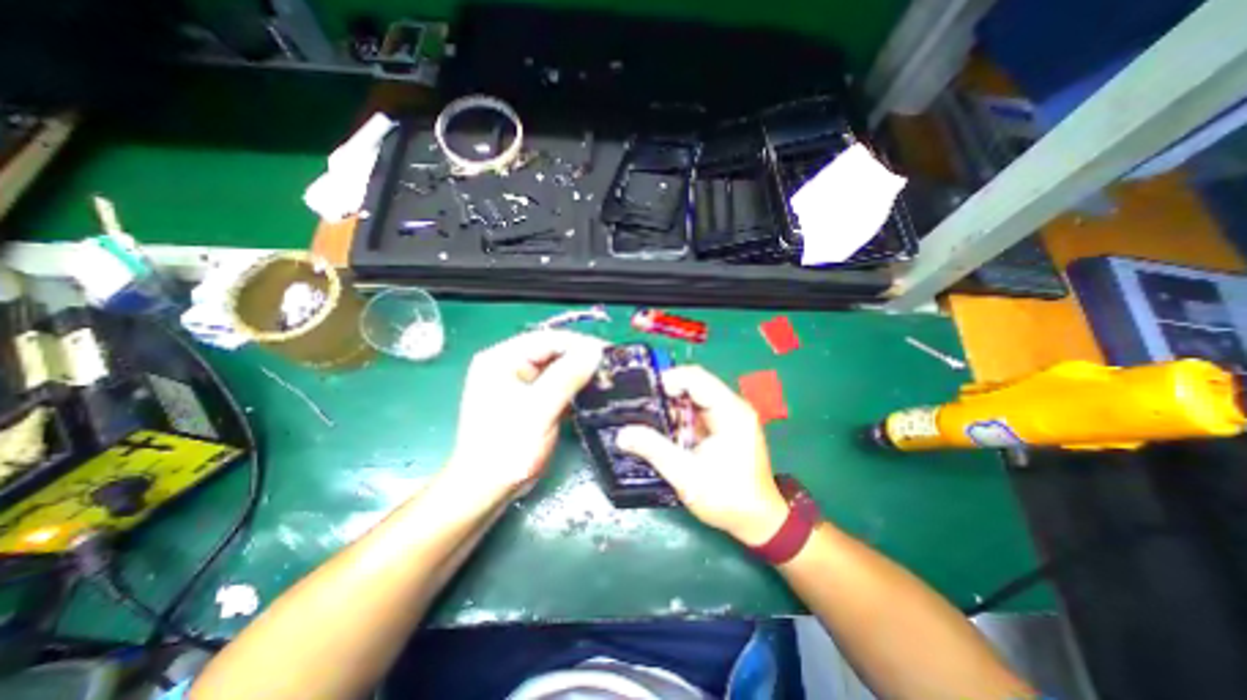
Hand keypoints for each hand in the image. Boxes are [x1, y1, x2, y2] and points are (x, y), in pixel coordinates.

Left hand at [445, 330, 606, 501]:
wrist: (487, 490)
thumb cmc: (507, 448)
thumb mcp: (539, 409)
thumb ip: (567, 377)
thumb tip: (596, 350)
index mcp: (501, 359)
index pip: (547, 339)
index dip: (579, 343)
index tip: (608, 353)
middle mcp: (508, 364)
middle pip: (552, 351)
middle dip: (581, 359)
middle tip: (610, 368)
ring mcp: (517, 383)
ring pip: (556, 368)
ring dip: (580, 373)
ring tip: (606, 379)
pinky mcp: (528, 399)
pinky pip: (554, 384)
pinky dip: (573, 387)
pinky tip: (591, 393)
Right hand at [616, 367, 786, 546]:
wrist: (758, 521)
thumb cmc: (727, 498)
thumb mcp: (686, 475)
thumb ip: (654, 450)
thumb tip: (622, 434)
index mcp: (730, 411)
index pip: (696, 378)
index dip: (668, 380)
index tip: (644, 393)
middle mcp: (733, 406)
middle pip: (695, 384)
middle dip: (667, 394)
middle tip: (641, 406)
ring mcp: (732, 415)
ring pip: (696, 397)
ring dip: (673, 406)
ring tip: (649, 418)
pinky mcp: (727, 425)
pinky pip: (699, 410)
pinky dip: (682, 417)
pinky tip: (668, 430)